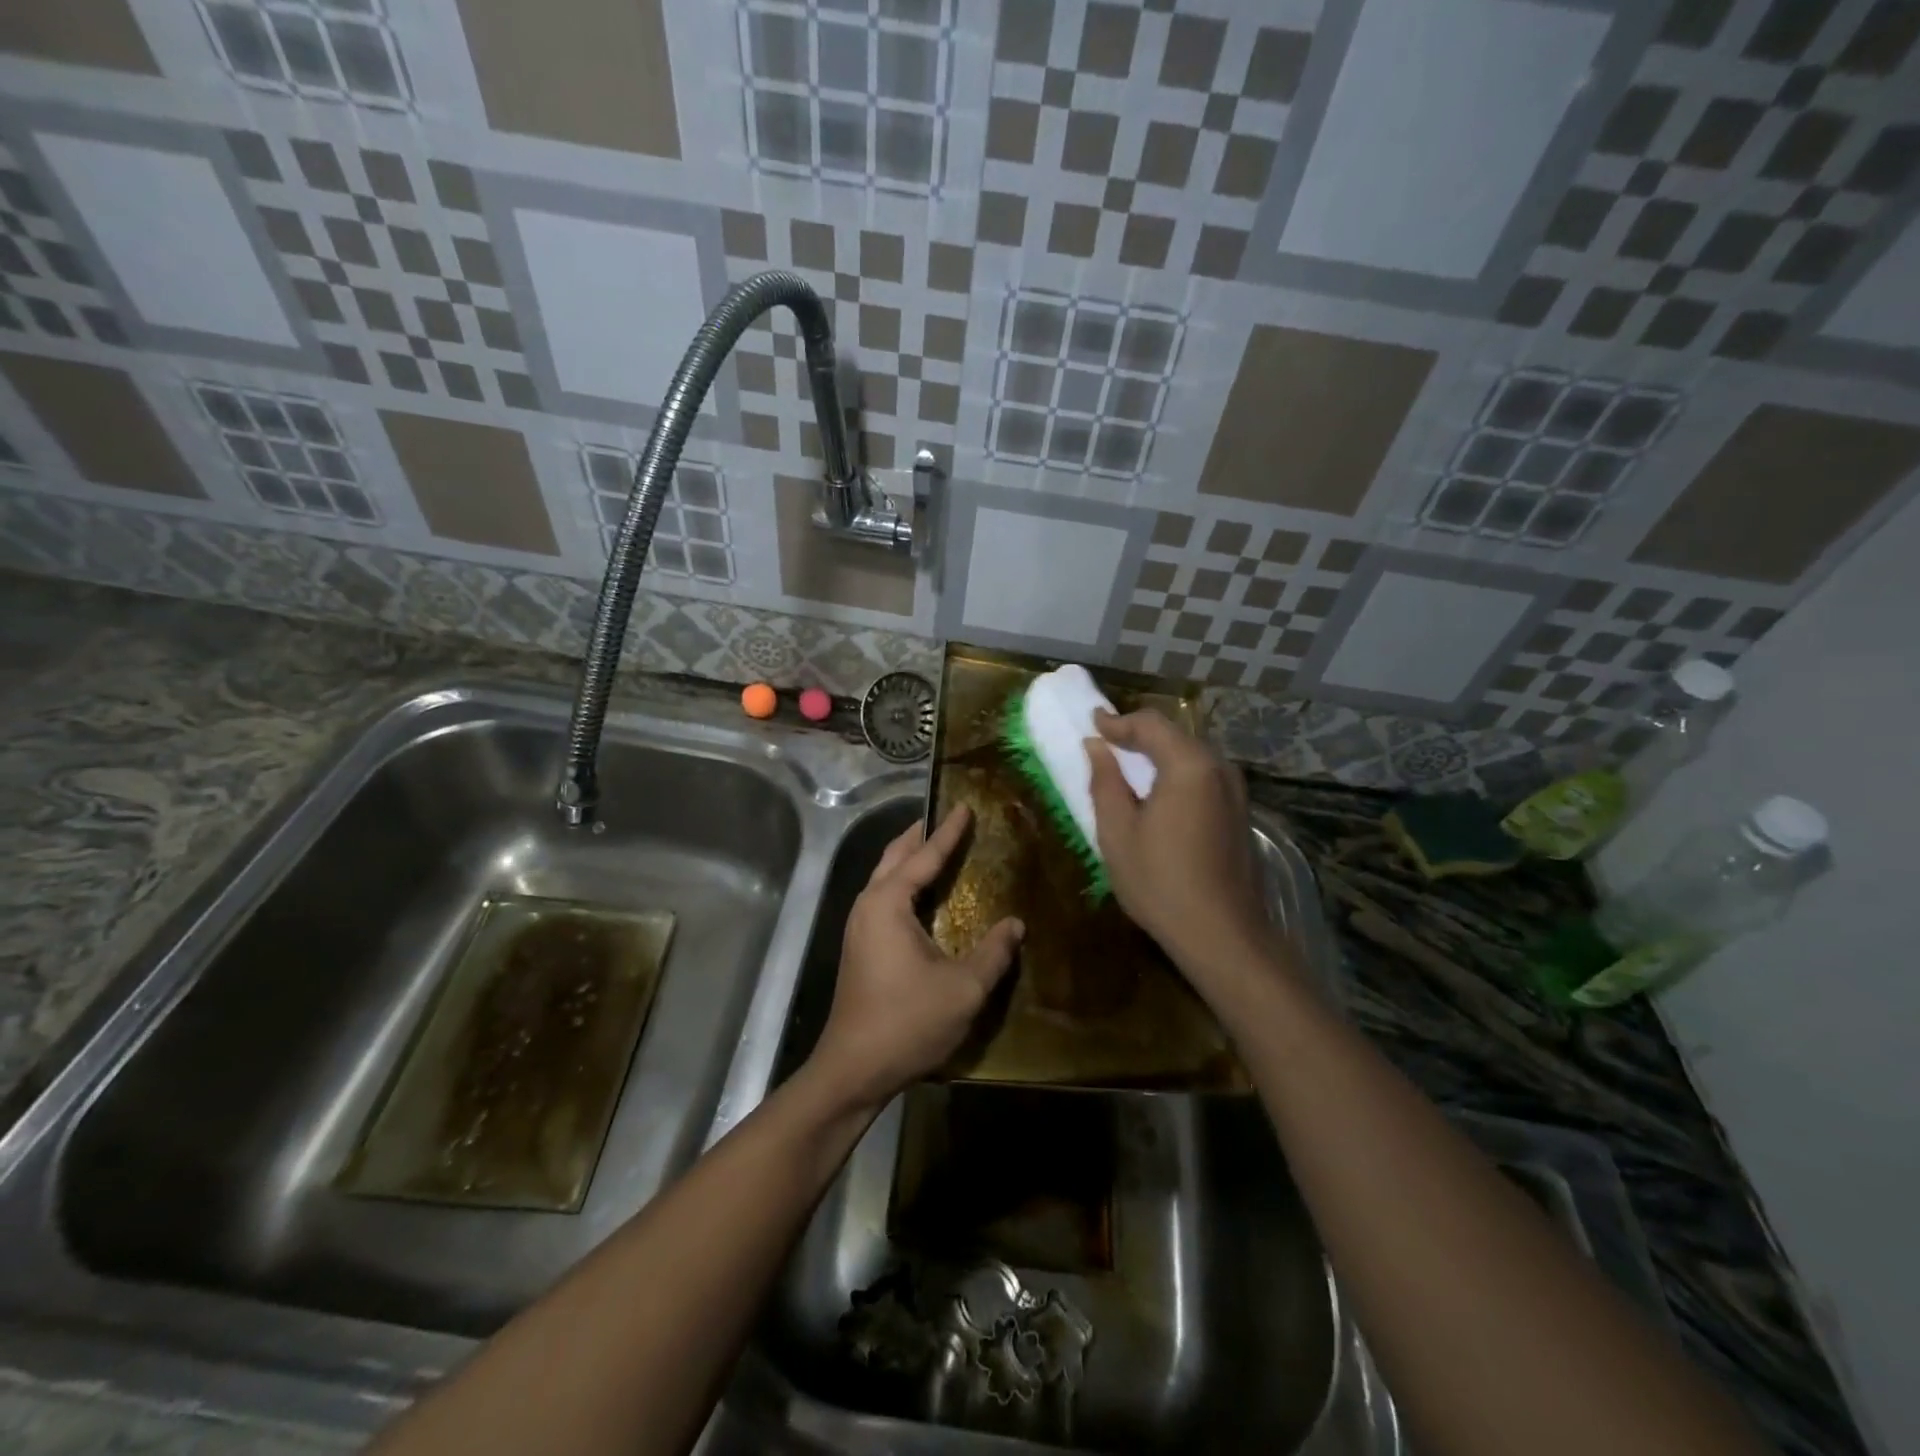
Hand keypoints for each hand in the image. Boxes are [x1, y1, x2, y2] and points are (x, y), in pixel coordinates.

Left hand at [809, 806, 1023, 1109]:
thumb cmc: (908, 1022)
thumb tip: (1016, 924)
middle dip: (921, 835)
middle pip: (895, 856)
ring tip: (939, 848)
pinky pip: (884, 898)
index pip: (923, 856)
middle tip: (949, 818)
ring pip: (885, 877)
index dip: (948, 832)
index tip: (964, 806)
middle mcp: (868, 905)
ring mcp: (859, 926)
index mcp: (888, 903)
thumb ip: (993, 952)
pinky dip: (905, 883)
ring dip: (910, 858)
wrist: (854, 1069)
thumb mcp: (963, 988)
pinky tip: (925, 896)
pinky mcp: (860, 946)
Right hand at [1085, 710, 1273, 986]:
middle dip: (1139, 735)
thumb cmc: (1160, 882)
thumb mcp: (1117, 832)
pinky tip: (1157, 793)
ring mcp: (1235, 791)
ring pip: (1191, 755)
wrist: (1223, 935)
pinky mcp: (1240, 812)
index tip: (1091, 723)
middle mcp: (1219, 768)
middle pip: (1175, 735)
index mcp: (1189, 765)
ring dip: (1158, 754)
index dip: (1117, 721)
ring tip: (1127, 767)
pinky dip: (1176, 773)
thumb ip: (1105, 782)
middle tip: (1106, 743)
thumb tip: (1095, 747)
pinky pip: (1203, 776)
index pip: (1150, 724)